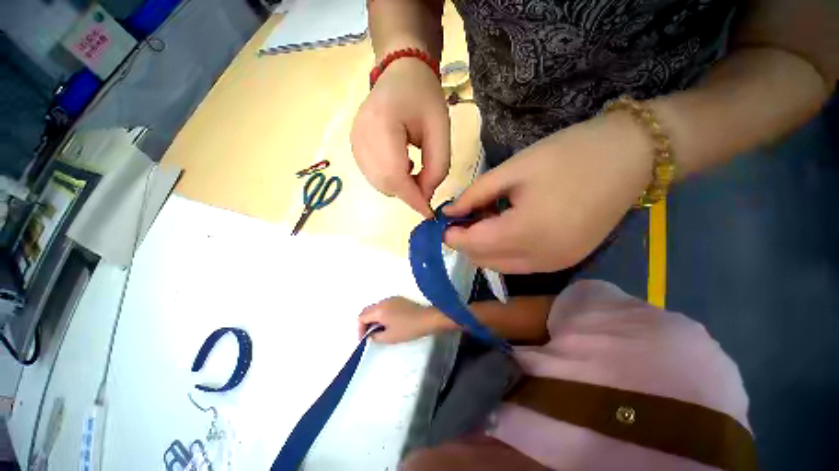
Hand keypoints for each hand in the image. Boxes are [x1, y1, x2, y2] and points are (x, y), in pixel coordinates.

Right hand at [351, 59, 450, 217]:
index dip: (412, 198)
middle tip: (426, 187)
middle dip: (408, 194)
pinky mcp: (355, 148)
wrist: (400, 74)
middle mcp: (359, 137)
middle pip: (384, 183)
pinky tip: (402, 167)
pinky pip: (374, 177)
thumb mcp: (441, 131)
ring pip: (379, 183)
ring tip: (416, 172)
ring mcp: (354, 144)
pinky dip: (391, 180)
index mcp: (381, 124)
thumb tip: (425, 196)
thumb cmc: (424, 98)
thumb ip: (437, 168)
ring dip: (400, 187)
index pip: (395, 175)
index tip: (428, 213)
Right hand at [358, 296, 449, 343]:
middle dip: (365, 322)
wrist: (427, 318)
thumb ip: (375, 337)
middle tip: (370, 335)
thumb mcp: (390, 337)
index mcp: (379, 310)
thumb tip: (370, 335)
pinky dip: (382, 313)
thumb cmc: (408, 329)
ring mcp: (392, 298)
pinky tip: (389, 322)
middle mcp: (383, 301)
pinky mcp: (399, 299)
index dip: (359, 329)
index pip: (361, 317)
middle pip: (367, 310)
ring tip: (379, 329)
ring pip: (376, 307)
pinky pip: (385, 305)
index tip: (364, 339)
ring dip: (374, 317)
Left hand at [444, 112, 653, 272]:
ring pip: (500, 266)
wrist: (631, 156)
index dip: (453, 236)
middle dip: (466, 242)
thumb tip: (451, 211)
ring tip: (482, 220)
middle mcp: (539, 259)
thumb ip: (475, 194)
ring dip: (483, 248)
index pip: (474, 245)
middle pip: (484, 260)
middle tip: (463, 218)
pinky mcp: (564, 262)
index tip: (444, 223)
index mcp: (526, 233)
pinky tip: (504, 229)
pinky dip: (503, 251)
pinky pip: (519, 265)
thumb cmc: (568, 155)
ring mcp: (554, 265)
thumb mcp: (513, 170)